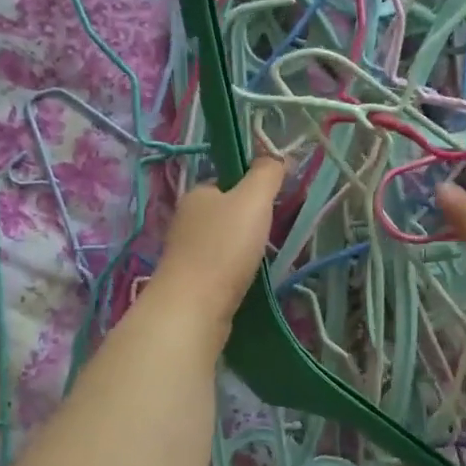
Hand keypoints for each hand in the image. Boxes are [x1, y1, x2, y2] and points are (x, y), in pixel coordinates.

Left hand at [139, 157, 284, 344]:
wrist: (194, 308)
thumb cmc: (224, 248)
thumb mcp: (253, 200)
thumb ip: (266, 174)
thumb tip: (278, 157)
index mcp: (197, 195)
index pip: (227, 182)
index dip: (252, 188)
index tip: (276, 202)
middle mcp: (187, 221)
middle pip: (226, 213)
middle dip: (251, 222)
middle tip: (277, 231)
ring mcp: (187, 254)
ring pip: (224, 243)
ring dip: (245, 249)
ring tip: (268, 258)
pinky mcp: (193, 284)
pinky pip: (221, 269)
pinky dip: (237, 272)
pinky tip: (251, 279)